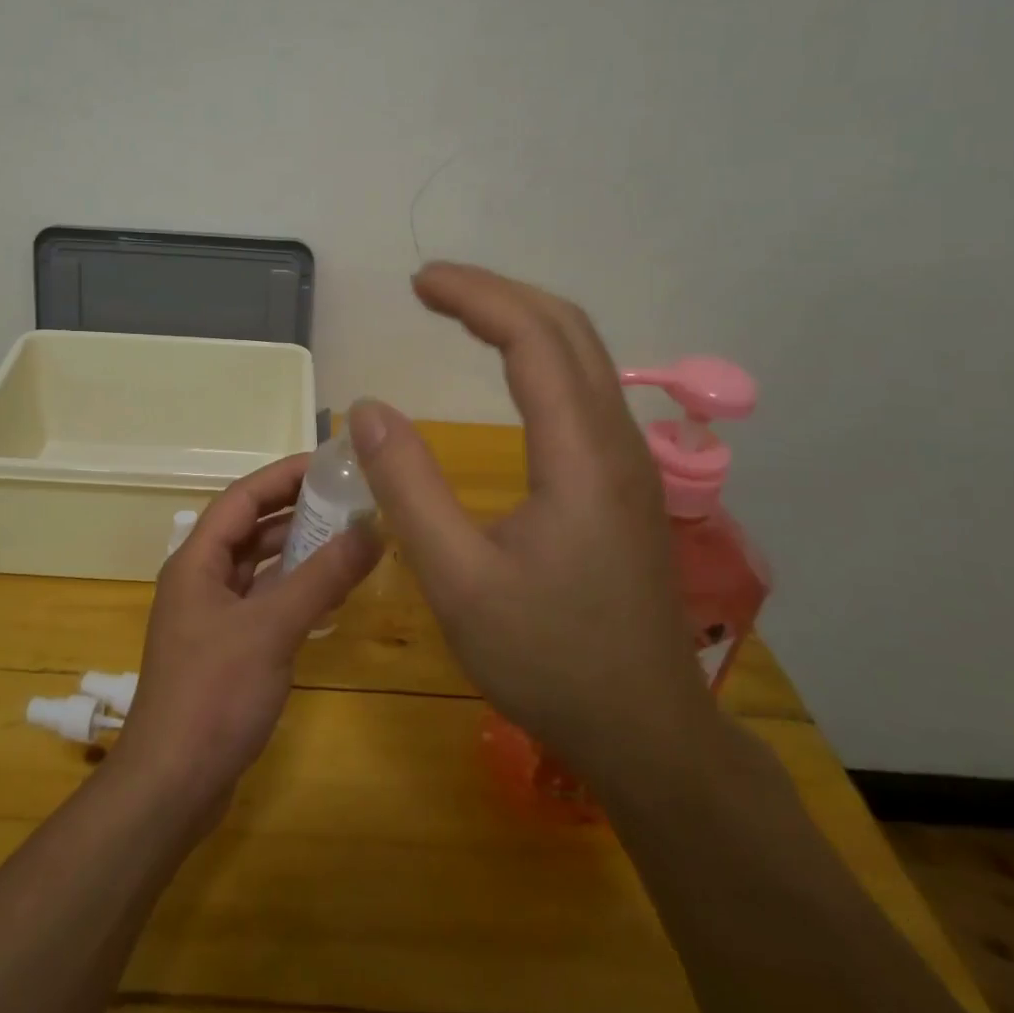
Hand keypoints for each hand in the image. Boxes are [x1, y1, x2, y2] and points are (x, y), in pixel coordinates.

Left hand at [112, 454, 383, 808]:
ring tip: (349, 538)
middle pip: (250, 528)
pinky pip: (264, 600)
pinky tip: (331, 592)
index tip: (330, 463)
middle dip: (296, 510)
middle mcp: (201, 579)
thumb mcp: (272, 629)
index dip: (284, 475)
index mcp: (197, 561)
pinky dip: (294, 589)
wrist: (172, 786)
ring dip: (298, 550)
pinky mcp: (226, 648)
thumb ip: (322, 577)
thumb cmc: (214, 695)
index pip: (242, 497)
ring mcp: (212, 615)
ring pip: (259, 566)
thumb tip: (372, 530)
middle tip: (349, 498)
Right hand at [347, 262, 717, 778]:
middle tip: (431, 287)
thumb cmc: (547, 659)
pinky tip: (509, 370)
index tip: (418, 282)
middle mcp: (616, 441)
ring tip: (460, 313)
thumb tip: (368, 408)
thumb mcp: (457, 578)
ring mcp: (629, 460)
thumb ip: (408, 486)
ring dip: (522, 319)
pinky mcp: (626, 481)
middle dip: (498, 293)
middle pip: (568, 329)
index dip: (474, 297)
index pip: (532, 339)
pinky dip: (540, 354)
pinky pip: (586, 387)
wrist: (645, 730)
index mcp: (580, 455)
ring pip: (584, 355)